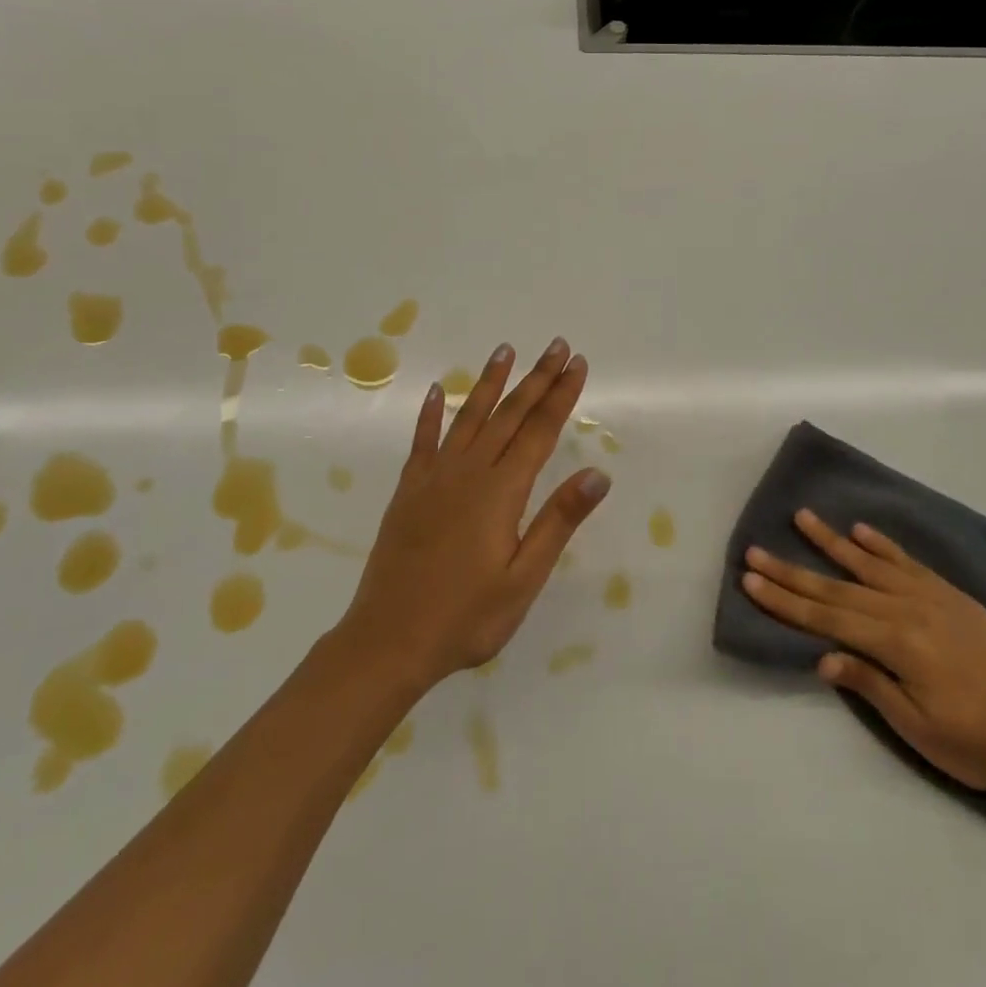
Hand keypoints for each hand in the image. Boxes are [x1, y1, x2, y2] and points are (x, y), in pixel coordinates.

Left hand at [336, 338, 610, 689]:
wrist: (388, 641)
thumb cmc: (466, 617)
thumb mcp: (524, 578)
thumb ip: (558, 521)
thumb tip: (597, 474)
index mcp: (501, 491)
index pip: (540, 431)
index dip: (561, 395)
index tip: (577, 363)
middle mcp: (469, 472)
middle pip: (509, 414)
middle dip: (536, 378)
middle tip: (556, 345)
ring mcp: (434, 477)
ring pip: (468, 417)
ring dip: (489, 382)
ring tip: (504, 351)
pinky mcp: (409, 491)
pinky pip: (422, 441)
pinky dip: (430, 414)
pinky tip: (434, 392)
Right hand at [742, 510, 985, 793]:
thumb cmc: (978, 742)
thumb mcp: (920, 727)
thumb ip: (871, 684)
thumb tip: (823, 656)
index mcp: (896, 643)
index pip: (826, 618)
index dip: (785, 600)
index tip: (751, 579)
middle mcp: (907, 609)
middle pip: (837, 588)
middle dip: (792, 571)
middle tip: (755, 550)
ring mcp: (930, 597)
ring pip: (869, 564)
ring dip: (831, 541)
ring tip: (801, 517)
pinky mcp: (950, 595)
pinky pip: (907, 562)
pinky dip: (881, 545)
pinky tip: (860, 530)